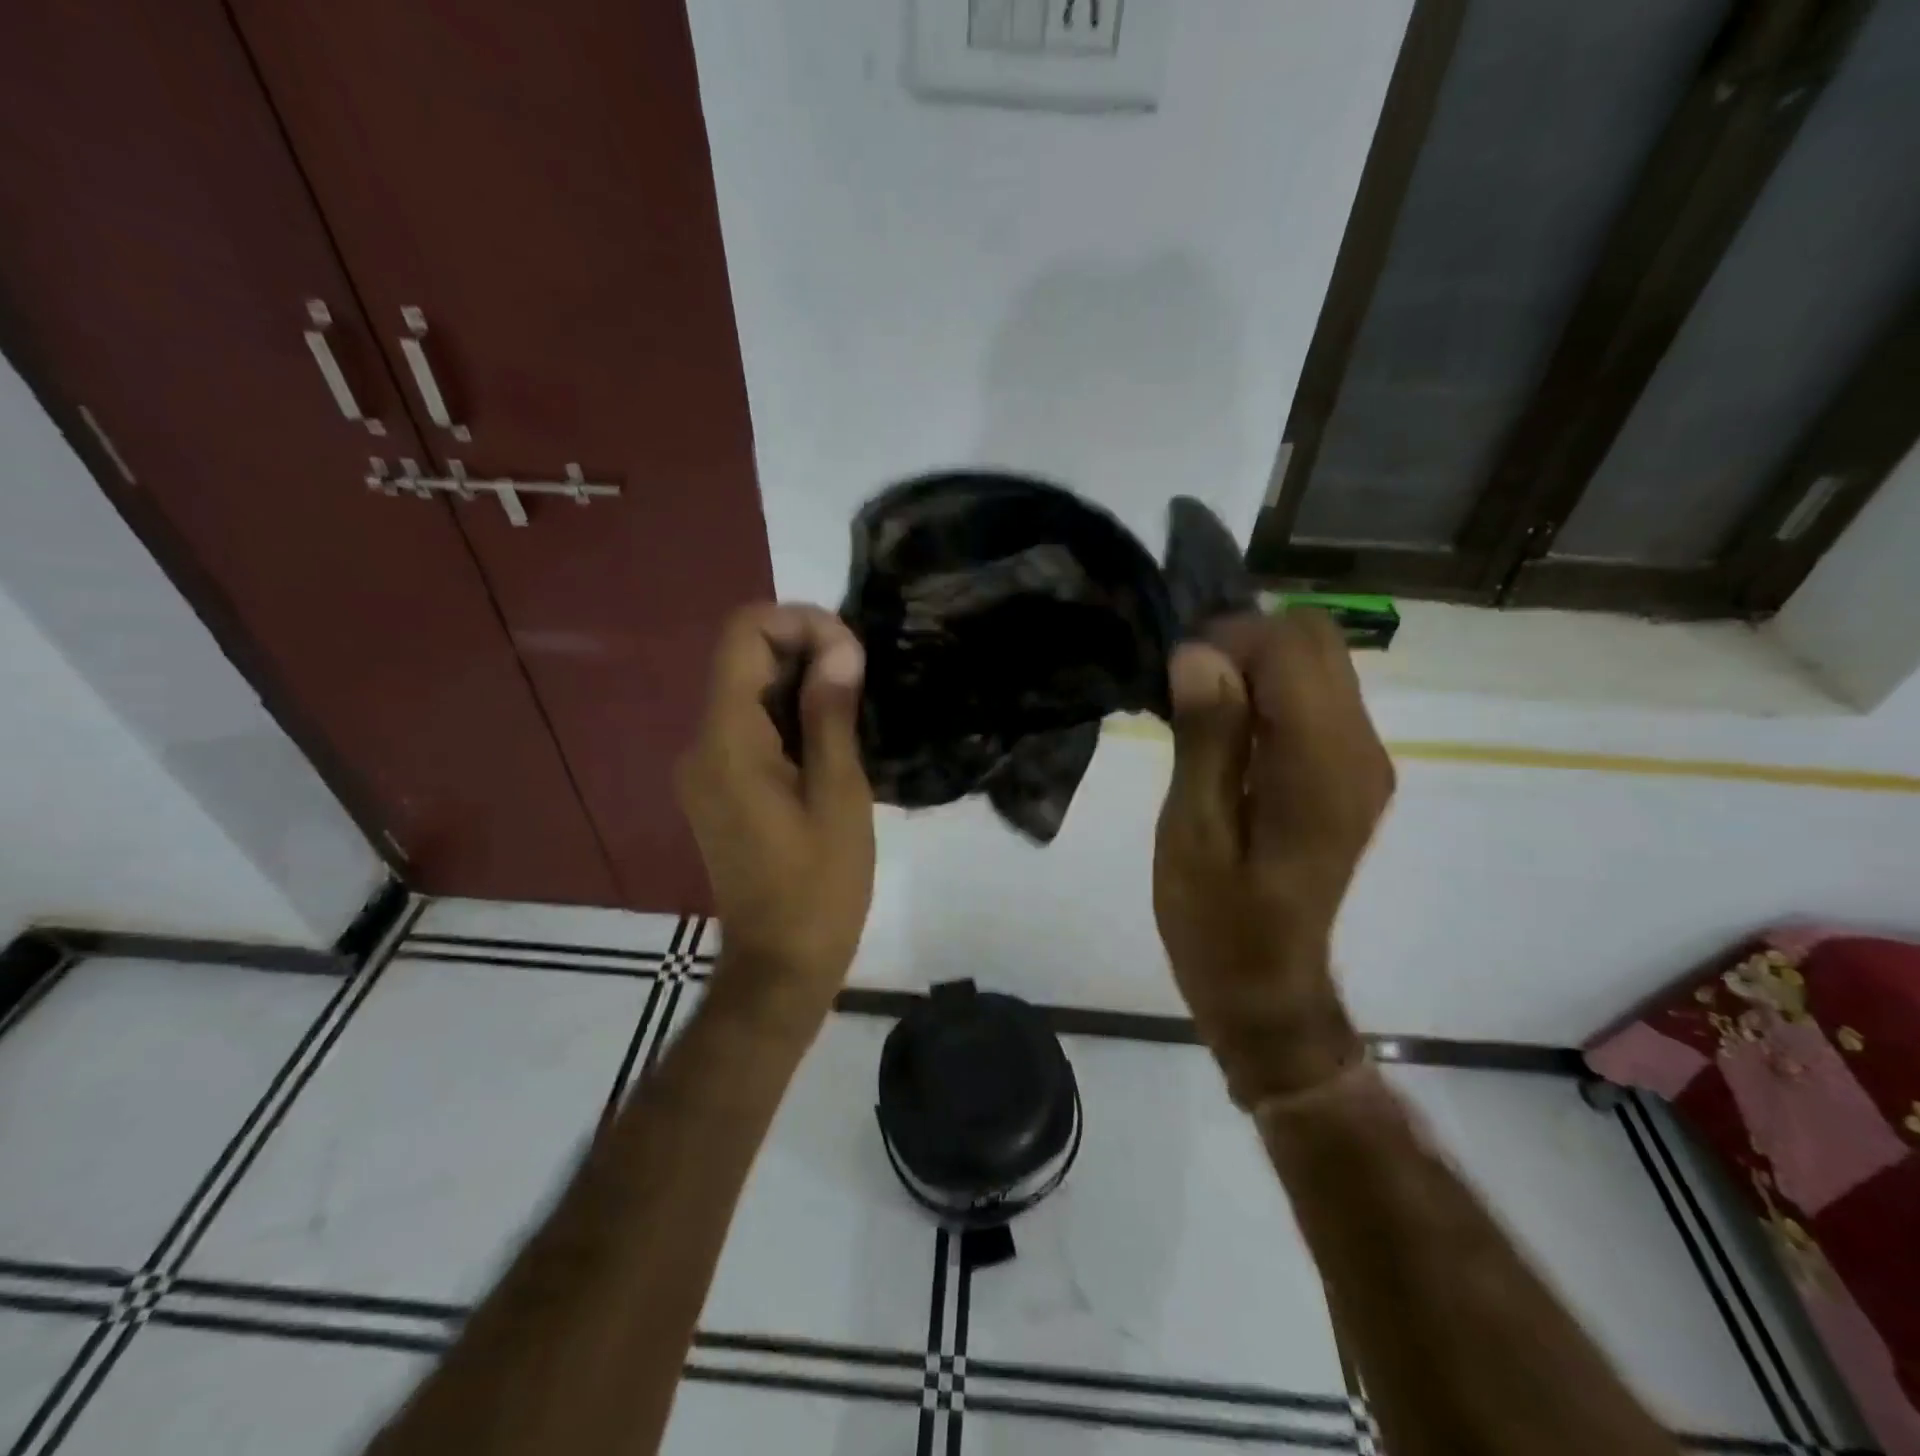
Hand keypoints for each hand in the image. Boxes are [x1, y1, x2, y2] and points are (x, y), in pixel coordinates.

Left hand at [677, 604, 874, 1034]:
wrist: (780, 965)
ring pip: (749, 692)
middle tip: (864, 678)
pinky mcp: (717, 788)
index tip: (850, 650)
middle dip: (805, 651)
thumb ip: (832, 714)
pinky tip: (832, 739)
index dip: (799, 622)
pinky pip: (751, 728)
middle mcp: (701, 744)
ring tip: (857, 708)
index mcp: (727, 741)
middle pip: (744, 659)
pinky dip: (789, 716)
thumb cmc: (820, 886)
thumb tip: (840, 648)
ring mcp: (705, 768)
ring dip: (801, 684)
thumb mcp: (839, 795)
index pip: (743, 635)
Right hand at [1154, 609, 1393, 1104]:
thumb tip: (1199, 654)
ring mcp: (1362, 762)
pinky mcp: (1350, 773)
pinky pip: (1315, 698)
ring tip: (1196, 708)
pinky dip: (1267, 692)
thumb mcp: (1192, 833)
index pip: (1292, 647)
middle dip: (1243, 643)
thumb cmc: (1216, 921)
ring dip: (1253, 666)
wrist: (1266, 987)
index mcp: (1321, 766)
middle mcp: (1360, 751)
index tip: (1174, 673)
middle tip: (1183, 686)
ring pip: (1318, 663)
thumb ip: (1204, 739)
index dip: (1228, 639)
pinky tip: (1224, 731)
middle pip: (1316, 640)